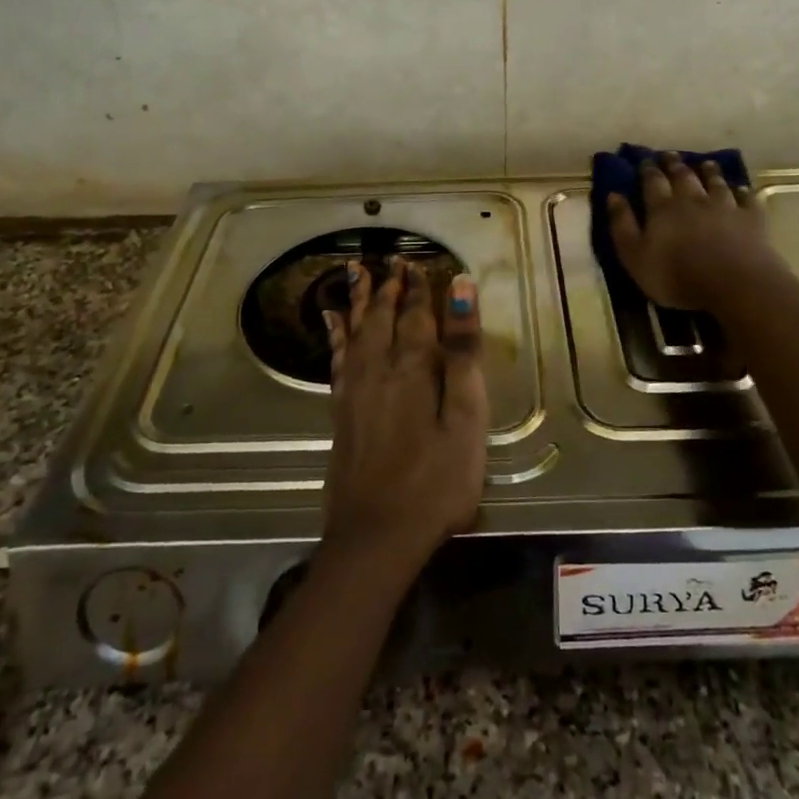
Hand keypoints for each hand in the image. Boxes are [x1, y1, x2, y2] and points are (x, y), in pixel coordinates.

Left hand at [319, 258, 486, 581]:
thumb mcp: (465, 418)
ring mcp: (354, 393)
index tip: (417, 264)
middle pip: (380, 318)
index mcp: (412, 369)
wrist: (377, 536)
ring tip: (355, 273)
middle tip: (387, 261)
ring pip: (355, 333)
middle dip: (386, 288)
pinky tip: (333, 325)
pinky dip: (336, 336)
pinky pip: (336, 359)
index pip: (416, 316)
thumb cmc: (436, 481)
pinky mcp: (340, 414)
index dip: (418, 289)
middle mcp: (378, 370)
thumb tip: (460, 289)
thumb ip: (463, 353)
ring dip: (358, 302)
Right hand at [606, 154, 776, 311]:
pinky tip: (741, 188)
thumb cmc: (676, 275)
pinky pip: (746, 198)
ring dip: (709, 171)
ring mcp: (725, 206)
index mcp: (662, 208)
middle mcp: (693, 199)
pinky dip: (742, 191)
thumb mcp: (635, 256)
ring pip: (715, 182)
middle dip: (674, 164)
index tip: (644, 160)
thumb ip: (622, 225)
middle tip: (670, 155)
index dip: (647, 170)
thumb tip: (613, 195)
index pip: (652, 182)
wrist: (733, 283)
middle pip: (683, 176)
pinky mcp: (750, 217)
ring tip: (706, 163)